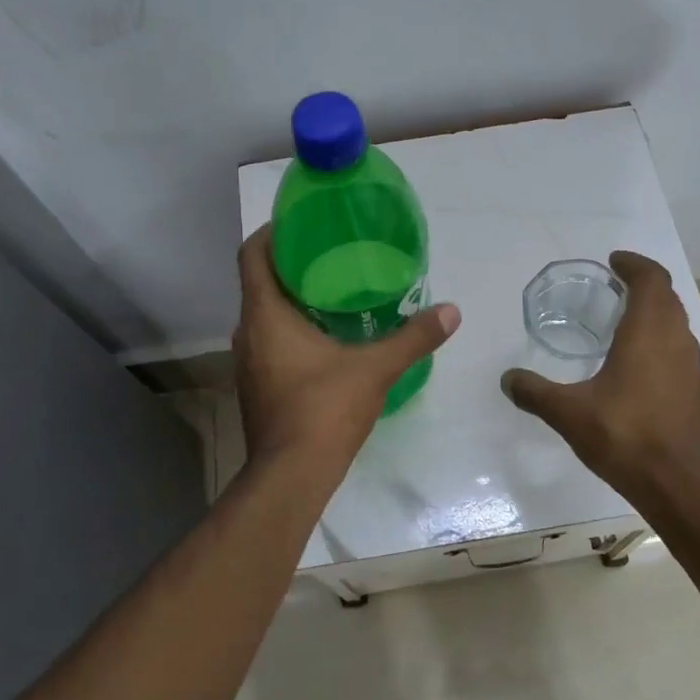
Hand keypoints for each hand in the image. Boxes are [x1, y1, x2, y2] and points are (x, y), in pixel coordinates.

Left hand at [233, 225, 460, 465]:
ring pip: (265, 317)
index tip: (301, 223)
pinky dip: (291, 332)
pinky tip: (326, 340)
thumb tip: (452, 311)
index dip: (273, 233)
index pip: (253, 255)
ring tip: (334, 294)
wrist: (291, 476)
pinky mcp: (257, 388)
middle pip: (260, 284)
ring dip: (292, 302)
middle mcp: (248, 334)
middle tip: (332, 256)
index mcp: (265, 316)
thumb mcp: (376, 369)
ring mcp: (248, 364)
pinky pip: (270, 344)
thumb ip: (413, 337)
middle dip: (292, 266)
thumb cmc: (324, 410)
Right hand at [501, 250, 699, 496]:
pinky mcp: (698, 393)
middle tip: (614, 289)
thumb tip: (507, 379)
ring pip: (677, 325)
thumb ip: (535, 392)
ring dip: (655, 315)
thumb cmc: (624, 437)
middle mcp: (676, 341)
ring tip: (624, 325)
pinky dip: (662, 345)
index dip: (634, 264)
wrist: (678, 485)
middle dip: (644, 286)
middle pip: (667, 298)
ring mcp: (693, 368)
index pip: (651, 279)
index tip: (614, 262)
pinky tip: (640, 370)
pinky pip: (681, 352)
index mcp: (647, 333)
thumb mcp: (568, 413)